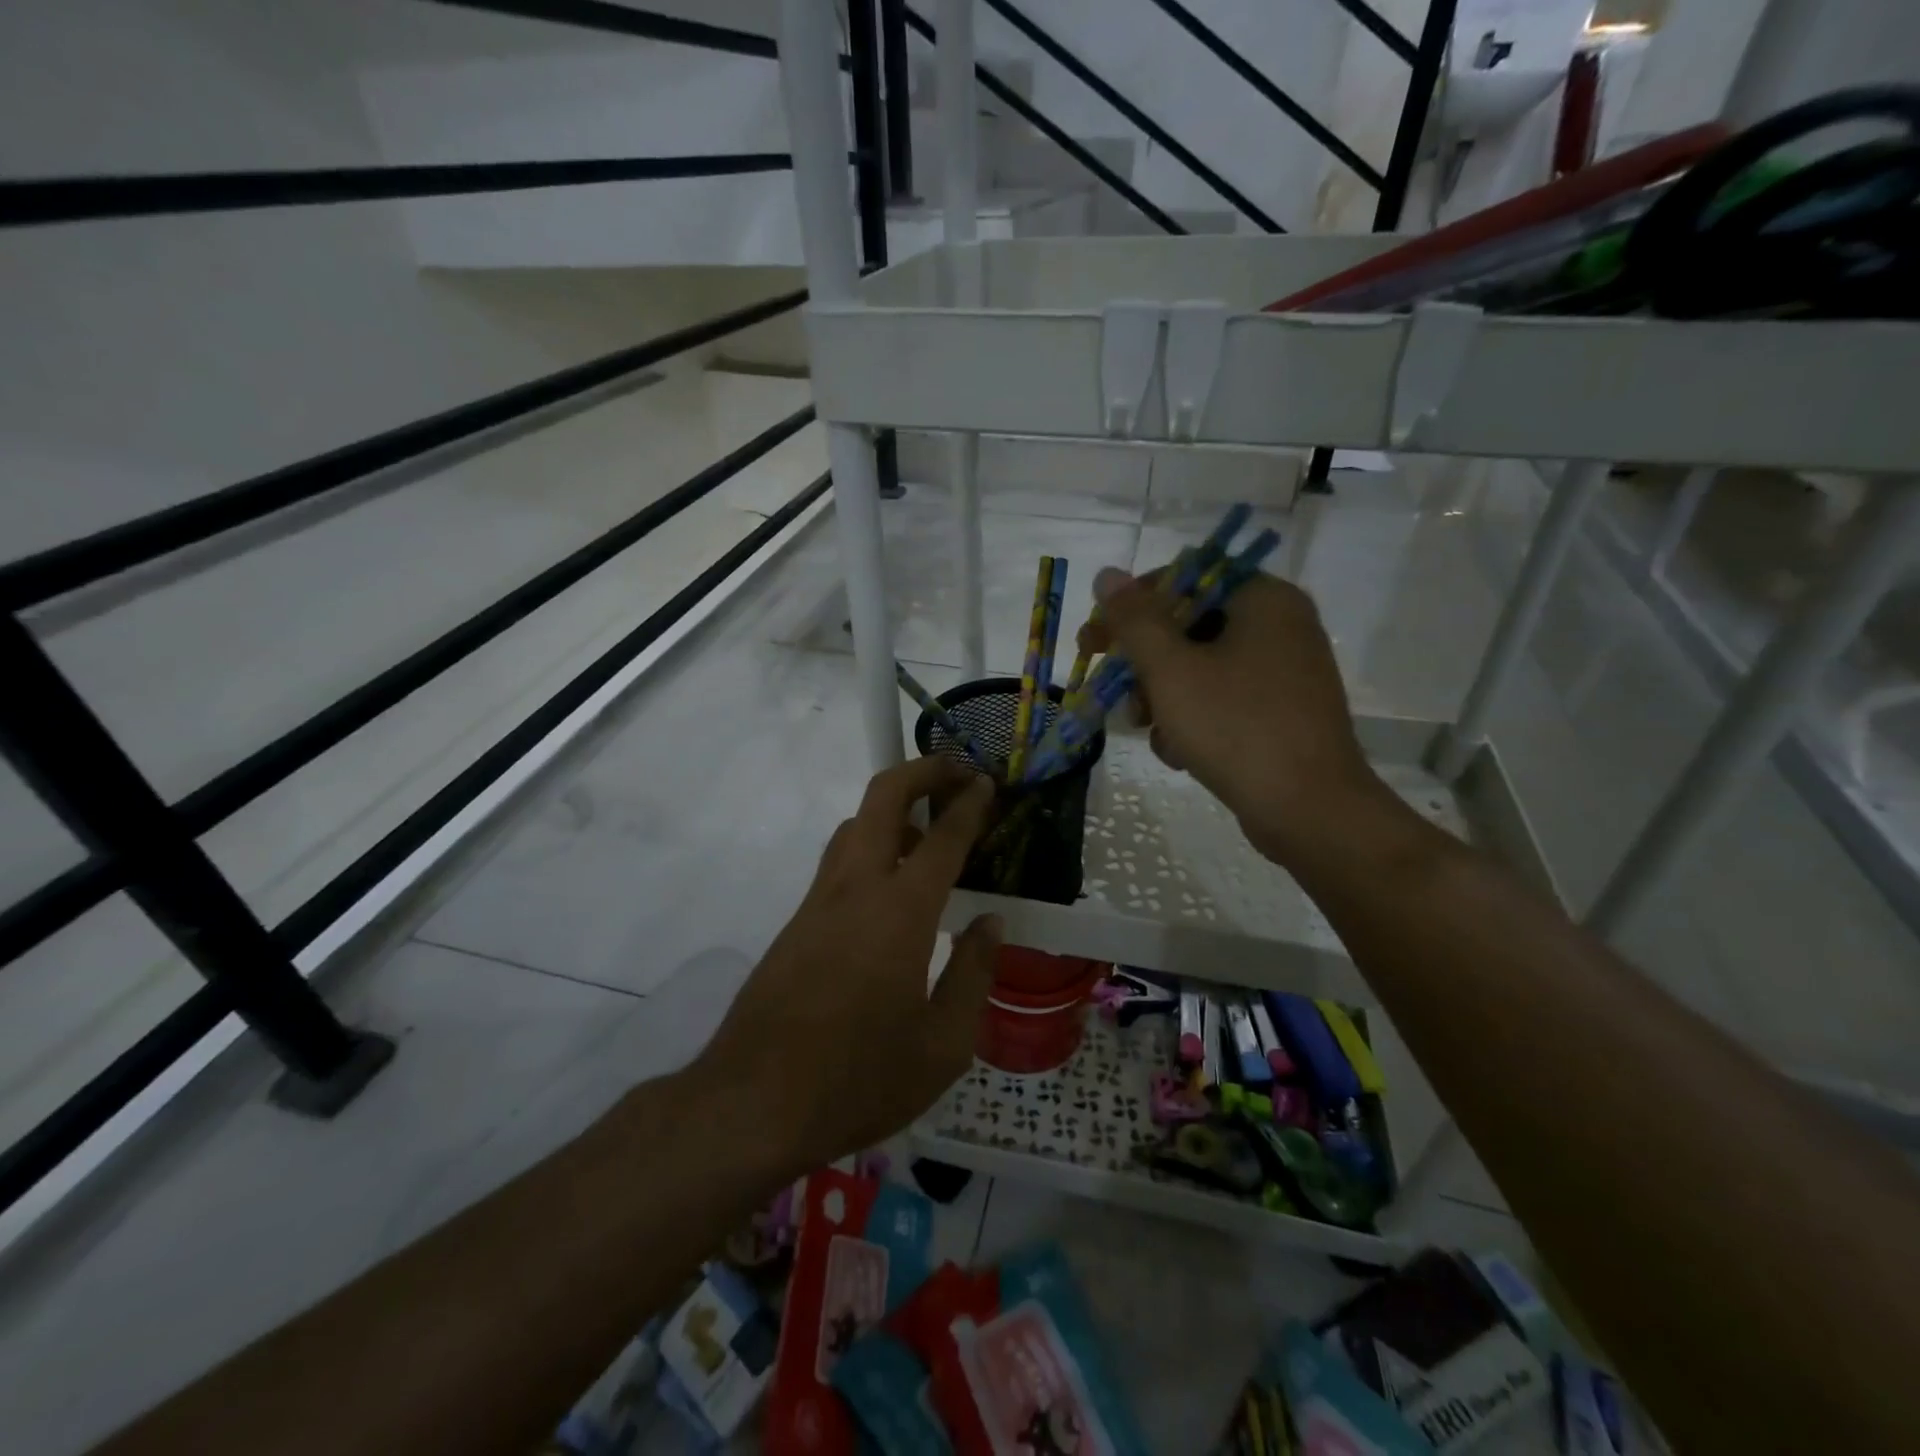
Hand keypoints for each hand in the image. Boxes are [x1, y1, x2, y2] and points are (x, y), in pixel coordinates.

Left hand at [696, 758, 1001, 1171]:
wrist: (752, 1104)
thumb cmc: (859, 1078)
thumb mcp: (943, 1045)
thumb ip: (974, 974)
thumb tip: (990, 924)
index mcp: (900, 912)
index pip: (942, 837)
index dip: (969, 803)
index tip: (987, 783)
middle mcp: (855, 888)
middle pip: (882, 798)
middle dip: (922, 772)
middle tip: (956, 775)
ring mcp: (819, 901)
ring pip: (855, 825)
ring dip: (894, 810)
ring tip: (930, 834)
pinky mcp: (797, 922)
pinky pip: (840, 860)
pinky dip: (872, 846)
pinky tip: (893, 890)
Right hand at [1082, 566, 1385, 866]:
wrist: (1309, 810)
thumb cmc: (1236, 728)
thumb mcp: (1171, 670)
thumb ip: (1134, 619)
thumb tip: (1107, 574)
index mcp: (1263, 599)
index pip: (1182, 579)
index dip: (1130, 608)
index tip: (1094, 642)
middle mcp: (1281, 625)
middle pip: (1189, 627)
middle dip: (1144, 664)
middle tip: (1112, 690)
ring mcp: (1285, 671)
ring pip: (1201, 667)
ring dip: (1162, 696)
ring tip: (1146, 729)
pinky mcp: (1283, 711)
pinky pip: (1223, 698)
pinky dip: (1193, 718)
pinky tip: (1178, 752)